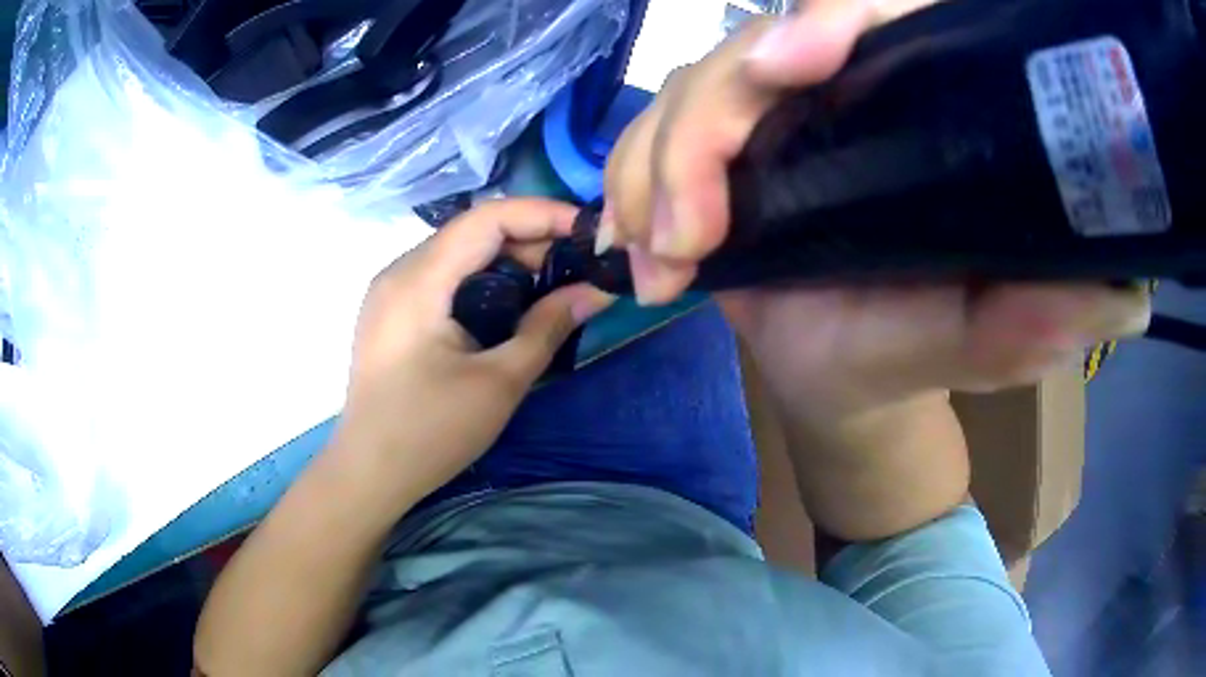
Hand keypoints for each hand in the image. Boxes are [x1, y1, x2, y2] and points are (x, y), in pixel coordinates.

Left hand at [333, 199, 611, 497]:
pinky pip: (443, 277)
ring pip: (458, 253)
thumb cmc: (430, 433)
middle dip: (530, 240)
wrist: (369, 473)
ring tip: (552, 286)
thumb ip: (548, 328)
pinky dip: (482, 280)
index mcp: (419, 280)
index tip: (590, 231)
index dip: (543, 214)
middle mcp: (399, 271)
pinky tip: (509, 306)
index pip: (487, 218)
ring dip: (508, 261)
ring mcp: (391, 291)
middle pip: (472, 231)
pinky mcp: (392, 312)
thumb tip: (596, 291)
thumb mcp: (498, 383)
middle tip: (578, 267)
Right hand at [603, 0, 1150, 412]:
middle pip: (753, 50)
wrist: (839, 371)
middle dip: (705, 126)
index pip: (879, 12)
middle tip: (688, 231)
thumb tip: (1123, 298)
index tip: (790, 66)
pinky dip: (629, 185)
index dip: (834, 16)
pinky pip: (652, 134)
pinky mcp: (720, 144)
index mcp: (918, 108)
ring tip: (660, 259)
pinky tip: (639, 249)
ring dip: (653, 168)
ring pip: (688, 90)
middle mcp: (842, 89)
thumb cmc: (910, 349)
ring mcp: (772, 111)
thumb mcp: (977, 343)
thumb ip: (1031, 322)